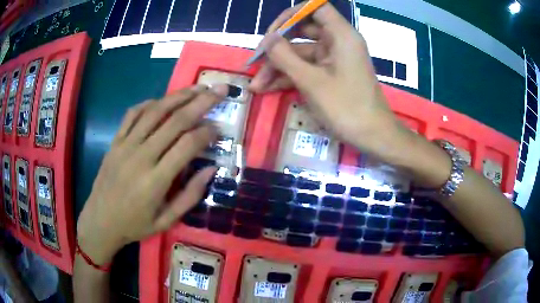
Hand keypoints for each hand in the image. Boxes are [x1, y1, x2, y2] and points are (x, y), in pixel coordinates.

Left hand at [77, 85, 227, 264]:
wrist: (100, 221)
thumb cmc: (134, 225)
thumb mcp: (166, 221)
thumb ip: (190, 196)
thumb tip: (212, 169)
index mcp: (156, 181)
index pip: (187, 145)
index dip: (207, 132)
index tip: (219, 127)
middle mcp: (141, 156)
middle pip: (175, 121)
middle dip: (201, 102)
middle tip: (220, 90)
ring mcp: (125, 145)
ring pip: (155, 111)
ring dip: (179, 96)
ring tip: (197, 87)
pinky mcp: (115, 141)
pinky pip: (132, 114)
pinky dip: (149, 103)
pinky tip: (162, 101)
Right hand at [249, 3, 403, 157]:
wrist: (372, 137)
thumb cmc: (346, 108)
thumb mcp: (311, 82)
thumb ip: (285, 57)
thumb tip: (267, 40)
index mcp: (340, 35)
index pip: (315, 8)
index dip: (292, 15)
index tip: (273, 32)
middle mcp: (337, 41)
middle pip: (302, 31)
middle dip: (277, 47)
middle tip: (256, 62)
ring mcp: (334, 59)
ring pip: (301, 53)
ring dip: (278, 67)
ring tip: (256, 85)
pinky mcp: (331, 74)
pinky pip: (307, 68)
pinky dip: (289, 76)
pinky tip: (268, 88)